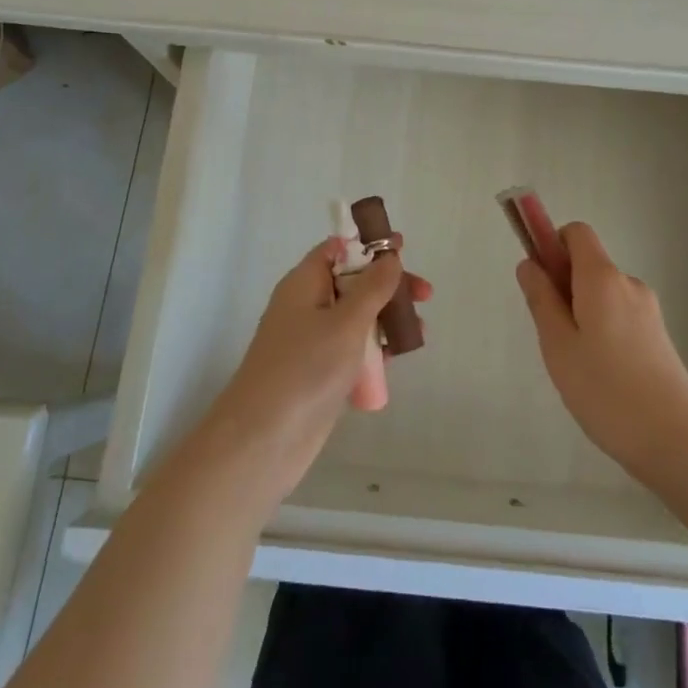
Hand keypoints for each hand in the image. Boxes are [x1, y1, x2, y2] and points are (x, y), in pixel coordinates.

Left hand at [203, 235, 431, 505]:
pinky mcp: (319, 374)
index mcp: (303, 284)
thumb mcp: (346, 322)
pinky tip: (396, 359)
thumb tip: (388, 256)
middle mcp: (306, 307)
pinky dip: (374, 349)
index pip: (337, 250)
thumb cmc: (305, 369)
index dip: (368, 246)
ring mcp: (311, 342)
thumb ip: (372, 287)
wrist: (263, 441)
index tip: (401, 249)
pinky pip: (352, 349)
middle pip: (352, 283)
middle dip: (388, 286)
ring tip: (418, 332)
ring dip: (386, 319)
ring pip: (355, 318)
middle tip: (424, 296)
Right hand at [517, 222, 687, 482]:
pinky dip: (602, 331)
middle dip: (563, 288)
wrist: (675, 440)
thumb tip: (529, 264)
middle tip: (552, 337)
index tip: (539, 281)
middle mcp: (629, 284)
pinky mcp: (659, 336)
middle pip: (588, 265)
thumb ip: (541, 299)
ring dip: (582, 314)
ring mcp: (648, 310)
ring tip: (576, 366)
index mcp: (603, 278)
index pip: (577, 233)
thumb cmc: (605, 390)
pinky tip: (601, 376)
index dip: (552, 245)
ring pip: (603, 296)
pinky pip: (619, 316)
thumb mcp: (558, 345)